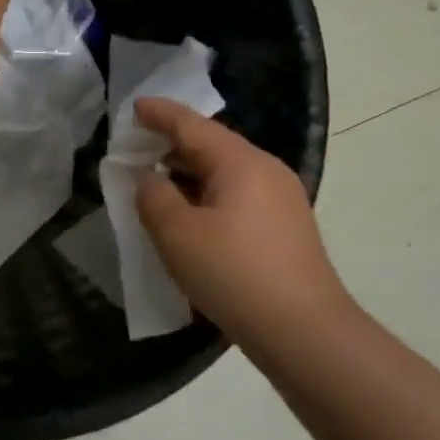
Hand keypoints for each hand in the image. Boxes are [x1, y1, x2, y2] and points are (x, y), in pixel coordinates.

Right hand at [133, 97, 354, 345]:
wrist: (305, 333)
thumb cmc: (234, 274)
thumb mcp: (176, 233)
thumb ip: (153, 196)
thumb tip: (150, 179)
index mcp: (240, 162)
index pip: (191, 125)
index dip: (160, 114)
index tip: (134, 107)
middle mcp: (266, 170)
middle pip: (212, 144)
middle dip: (172, 143)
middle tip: (137, 145)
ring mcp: (282, 199)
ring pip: (225, 171)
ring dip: (189, 171)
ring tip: (157, 180)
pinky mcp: (286, 227)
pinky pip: (238, 195)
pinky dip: (207, 193)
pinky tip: (191, 214)